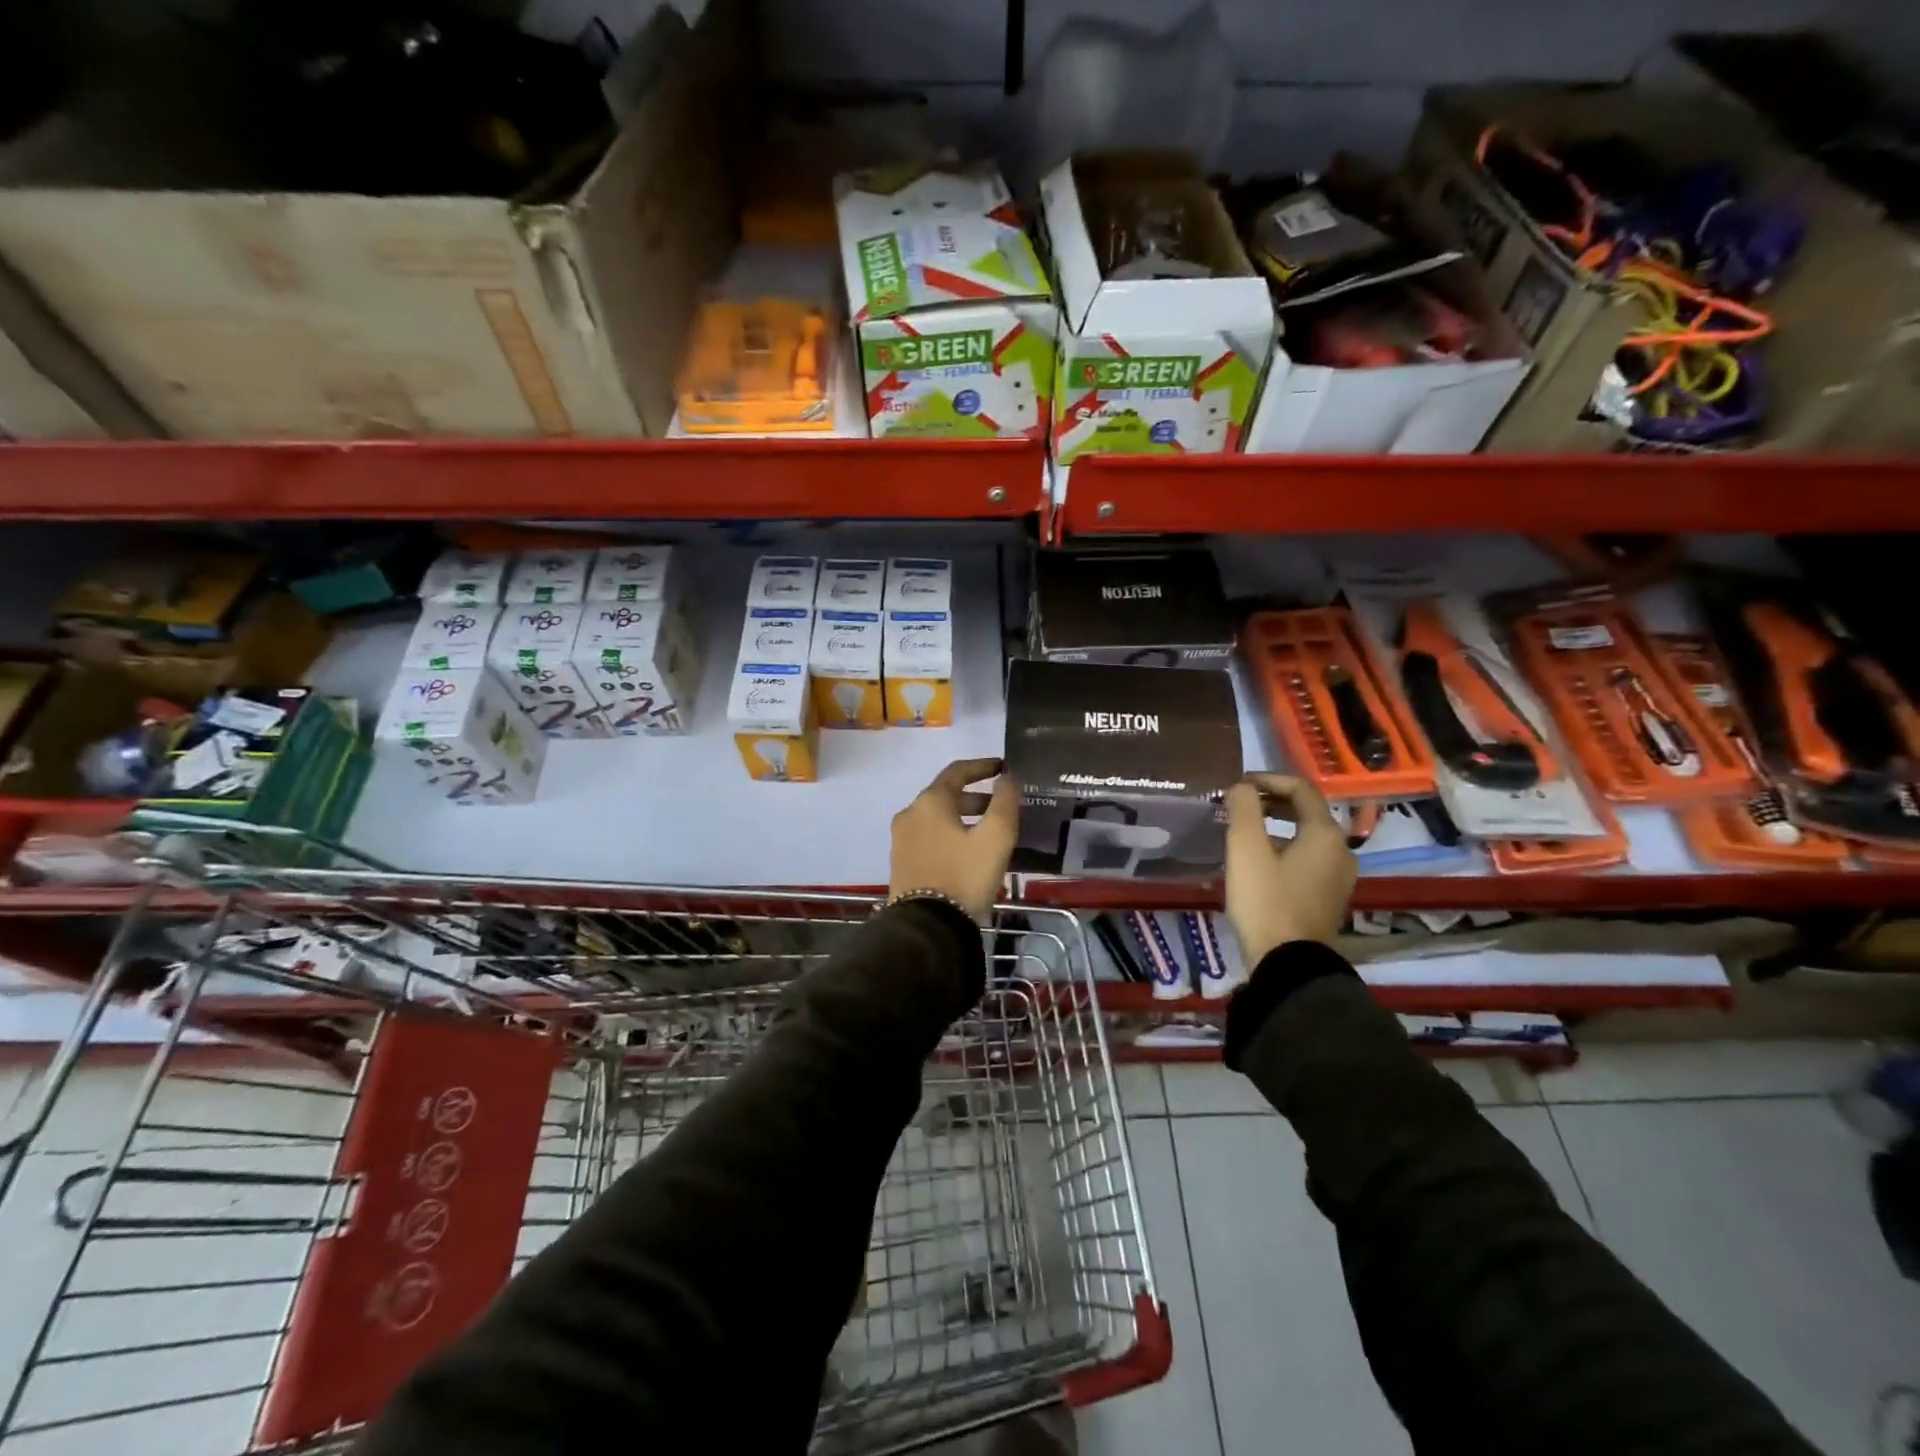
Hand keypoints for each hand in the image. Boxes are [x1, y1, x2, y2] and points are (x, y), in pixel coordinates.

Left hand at [889, 758, 1020, 919]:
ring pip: (937, 818)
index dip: (982, 767)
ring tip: (988, 833)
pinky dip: (949, 834)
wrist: (927, 926)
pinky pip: (929, 837)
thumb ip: (1004, 803)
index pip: (957, 771)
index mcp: (930, 802)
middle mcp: (910, 814)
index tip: (1003, 768)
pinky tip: (967, 853)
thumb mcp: (995, 838)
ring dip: (962, 817)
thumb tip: (1006, 779)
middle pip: (945, 795)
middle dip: (975, 797)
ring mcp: (901, 839)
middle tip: (1000, 807)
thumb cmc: (964, 875)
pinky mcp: (901, 862)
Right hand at [1223, 773, 1356, 964]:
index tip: (1237, 784)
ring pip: (1308, 836)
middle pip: (1307, 811)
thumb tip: (1242, 787)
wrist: (1289, 964)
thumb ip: (1243, 808)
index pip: (1300, 789)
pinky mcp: (1330, 898)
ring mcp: (1339, 877)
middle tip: (1239, 804)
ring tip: (1245, 831)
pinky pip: (1309, 859)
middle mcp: (1341, 850)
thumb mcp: (1245, 849)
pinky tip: (1260, 861)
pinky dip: (1285, 848)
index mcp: (1325, 833)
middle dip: (1272, 801)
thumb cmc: (1266, 901)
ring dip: (1277, 826)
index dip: (1268, 779)